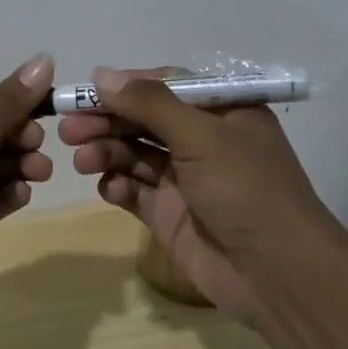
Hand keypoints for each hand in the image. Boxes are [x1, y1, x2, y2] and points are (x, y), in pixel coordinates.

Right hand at [58, 66, 344, 326]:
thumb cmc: (246, 190)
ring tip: (82, 160)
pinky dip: (118, 185)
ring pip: (134, 154)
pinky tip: (110, 187)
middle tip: (68, 129)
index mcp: (222, 112)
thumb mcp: (202, 136)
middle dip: (106, 122)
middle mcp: (203, 141)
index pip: (165, 86)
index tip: (85, 91)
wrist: (278, 275)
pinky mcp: (170, 214)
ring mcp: (185, 180)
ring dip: (106, 152)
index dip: (125, 87)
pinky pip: (135, 191)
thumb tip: (101, 73)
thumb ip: (150, 104)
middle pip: (143, 121)